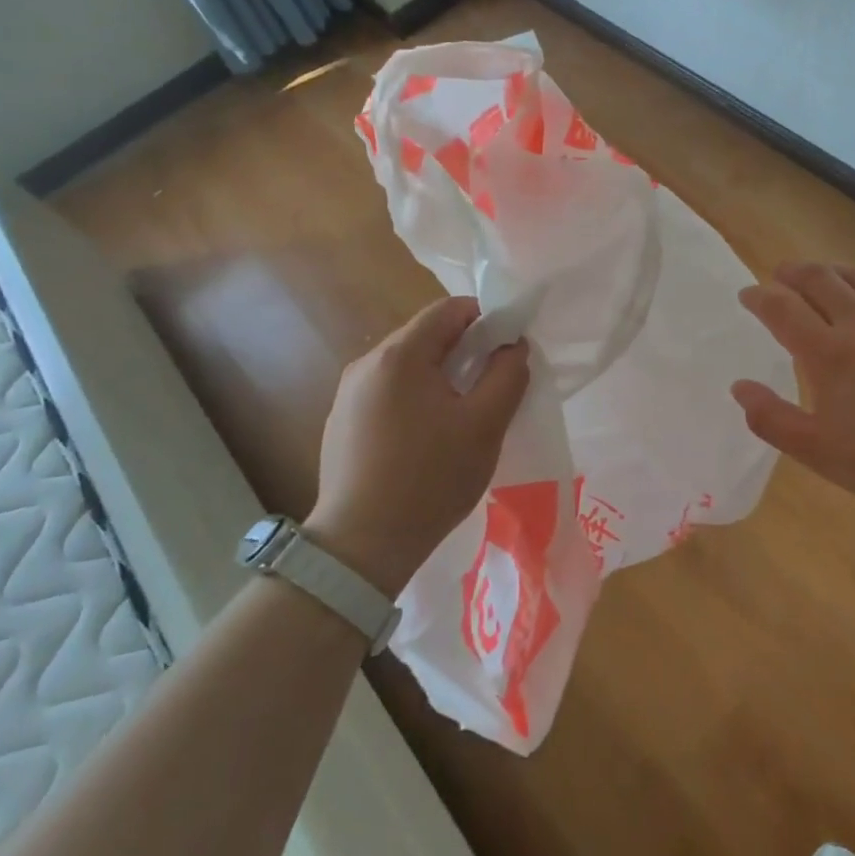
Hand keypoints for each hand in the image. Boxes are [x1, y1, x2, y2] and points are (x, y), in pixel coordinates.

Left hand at [307, 296, 529, 595]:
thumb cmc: (430, 479)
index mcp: (399, 355)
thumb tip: (513, 346)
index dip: (486, 320)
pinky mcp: (341, 422)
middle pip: (427, 336)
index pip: (449, 309)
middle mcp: (366, 363)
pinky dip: (416, 399)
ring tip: (463, 417)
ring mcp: (348, 394)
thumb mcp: (485, 425)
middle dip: (465, 351)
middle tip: (491, 387)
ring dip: (441, 377)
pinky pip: (389, 392)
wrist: (360, 547)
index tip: (508, 351)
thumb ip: (507, 375)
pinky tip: (427, 439)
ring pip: (408, 366)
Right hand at [731, 261, 854, 520]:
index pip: (783, 308)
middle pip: (819, 279)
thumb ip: (771, 418)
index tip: (747, 295)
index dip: (760, 297)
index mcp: (828, 352)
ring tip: (817, 277)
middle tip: (778, 276)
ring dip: (828, 271)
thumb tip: (740, 386)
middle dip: (792, 272)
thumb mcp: (818, 451)